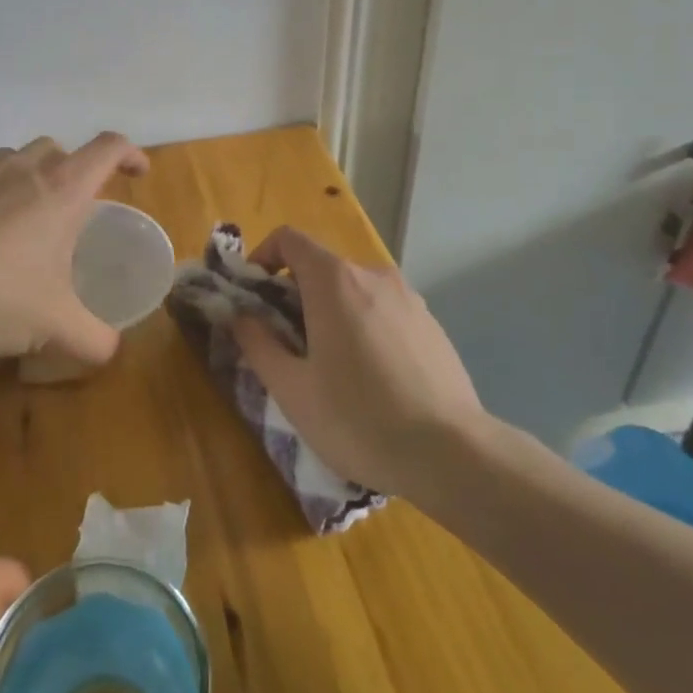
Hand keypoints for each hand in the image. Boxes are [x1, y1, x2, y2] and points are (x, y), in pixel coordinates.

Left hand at [0, 134, 148, 363]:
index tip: (138, 174)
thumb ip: (94, 340)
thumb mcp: (54, 327)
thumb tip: (111, 351)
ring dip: (32, 177)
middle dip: (76, 170)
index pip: (108, 148)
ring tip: (28, 219)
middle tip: (77, 208)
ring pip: (18, 158)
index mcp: (62, 190)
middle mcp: (24, 170)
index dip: (130, 154)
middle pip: (61, 149)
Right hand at [232, 227, 487, 498]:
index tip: (253, 298)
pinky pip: (384, 311)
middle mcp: (372, 275)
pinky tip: (373, 379)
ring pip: (354, 290)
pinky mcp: (432, 323)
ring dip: (331, 312)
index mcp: (334, 280)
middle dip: (294, 295)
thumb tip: (240, 316)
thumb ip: (257, 343)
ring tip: (330, 367)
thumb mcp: (291, 389)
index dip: (262, 258)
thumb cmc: (358, 418)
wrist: (451, 453)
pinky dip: (364, 326)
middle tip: (287, 345)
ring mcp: (409, 297)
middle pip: (321, 266)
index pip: (288, 239)